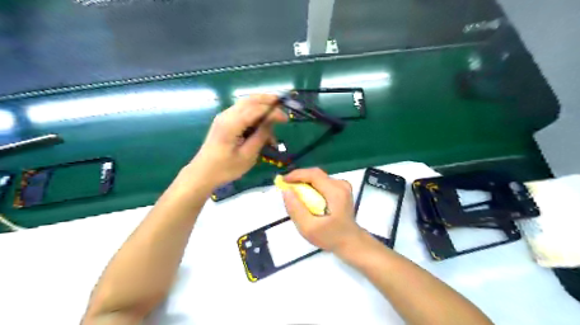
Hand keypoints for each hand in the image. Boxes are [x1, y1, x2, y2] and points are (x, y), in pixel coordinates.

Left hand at [193, 95, 287, 186]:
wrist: (203, 173)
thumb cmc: (226, 168)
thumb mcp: (248, 155)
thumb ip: (260, 136)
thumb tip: (272, 121)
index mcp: (231, 124)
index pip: (256, 109)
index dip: (273, 111)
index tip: (286, 119)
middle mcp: (226, 115)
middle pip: (250, 100)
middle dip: (267, 100)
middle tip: (283, 105)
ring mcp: (224, 117)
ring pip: (245, 103)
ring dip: (261, 106)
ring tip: (275, 113)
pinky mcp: (224, 121)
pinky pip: (242, 110)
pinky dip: (254, 112)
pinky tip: (262, 121)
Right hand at [281, 167, 361, 252]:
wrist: (350, 241)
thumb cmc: (330, 237)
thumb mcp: (308, 228)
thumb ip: (296, 209)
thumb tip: (286, 190)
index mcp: (335, 192)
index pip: (313, 174)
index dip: (296, 175)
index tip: (282, 181)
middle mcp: (341, 184)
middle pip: (315, 174)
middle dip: (299, 179)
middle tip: (286, 188)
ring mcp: (342, 186)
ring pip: (318, 178)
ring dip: (304, 183)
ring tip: (295, 194)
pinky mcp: (341, 189)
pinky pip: (322, 182)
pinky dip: (311, 187)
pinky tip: (306, 198)